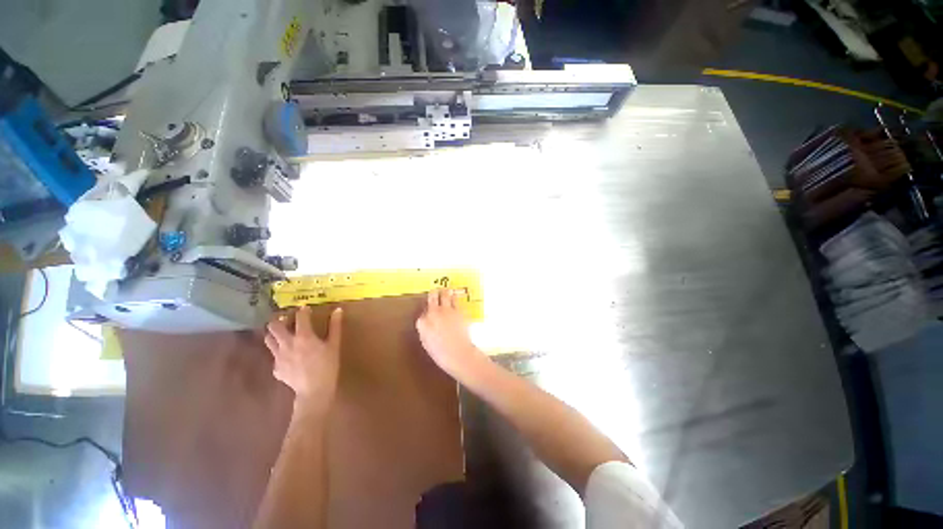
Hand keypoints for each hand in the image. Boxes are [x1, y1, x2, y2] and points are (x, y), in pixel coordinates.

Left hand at [266, 306, 342, 412]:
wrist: (314, 391)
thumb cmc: (328, 365)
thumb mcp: (334, 344)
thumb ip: (335, 326)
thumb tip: (337, 310)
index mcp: (303, 336)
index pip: (300, 317)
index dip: (303, 310)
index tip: (305, 308)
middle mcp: (287, 343)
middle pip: (274, 326)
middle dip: (279, 320)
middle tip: (286, 319)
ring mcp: (278, 356)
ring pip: (268, 340)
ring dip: (274, 334)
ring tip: (282, 334)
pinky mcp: (275, 368)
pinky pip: (274, 356)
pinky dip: (280, 352)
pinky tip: (288, 356)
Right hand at [416, 289, 485, 378]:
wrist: (458, 353)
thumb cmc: (441, 353)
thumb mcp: (427, 343)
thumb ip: (425, 330)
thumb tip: (427, 323)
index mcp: (423, 322)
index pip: (422, 312)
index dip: (426, 311)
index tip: (428, 312)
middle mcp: (434, 312)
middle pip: (432, 296)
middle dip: (434, 294)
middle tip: (435, 292)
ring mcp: (447, 310)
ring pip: (446, 294)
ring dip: (446, 292)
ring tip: (447, 291)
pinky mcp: (459, 310)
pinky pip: (457, 301)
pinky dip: (456, 300)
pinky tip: (456, 301)